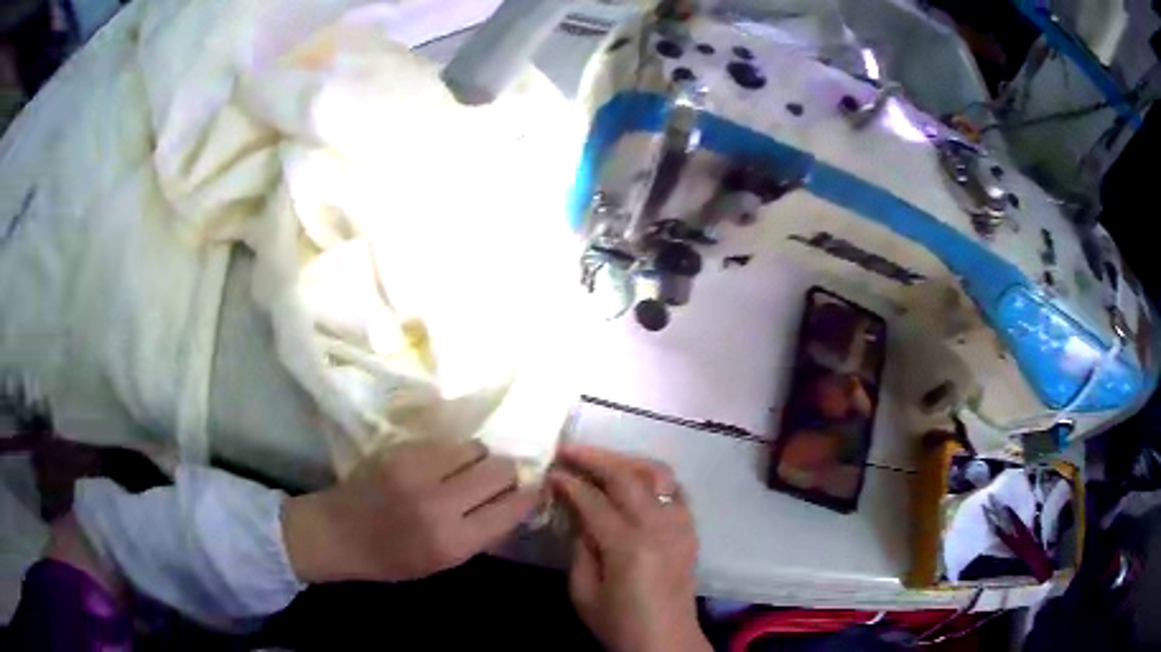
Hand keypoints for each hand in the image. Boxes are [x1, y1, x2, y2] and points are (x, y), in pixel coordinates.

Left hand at [284, 440, 540, 583]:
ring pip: (476, 448)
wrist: (337, 533)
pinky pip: (448, 442)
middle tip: (500, 481)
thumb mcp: (442, 562)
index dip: (530, 496)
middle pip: (500, 470)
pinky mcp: (401, 450)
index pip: (512, 508)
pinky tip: (443, 464)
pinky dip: (454, 453)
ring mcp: (418, 472)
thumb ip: (480, 534)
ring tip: (467, 471)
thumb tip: (515, 504)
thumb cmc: (391, 559)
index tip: (536, 490)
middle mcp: (439, 504)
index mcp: (453, 543)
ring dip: (481, 459)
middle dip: (508, 474)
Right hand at [550, 445, 709, 651]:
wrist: (666, 641)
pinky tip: (633, 480)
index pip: (595, 500)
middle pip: (629, 476)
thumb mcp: (583, 591)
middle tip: (569, 450)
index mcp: (629, 547)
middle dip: (596, 458)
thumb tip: (575, 509)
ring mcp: (681, 524)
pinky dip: (651, 476)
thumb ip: (579, 545)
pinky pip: (674, 488)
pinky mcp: (691, 528)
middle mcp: (660, 526)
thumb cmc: (618, 623)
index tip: (551, 470)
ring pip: (657, 473)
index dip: (569, 482)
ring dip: (626, 460)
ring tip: (600, 460)